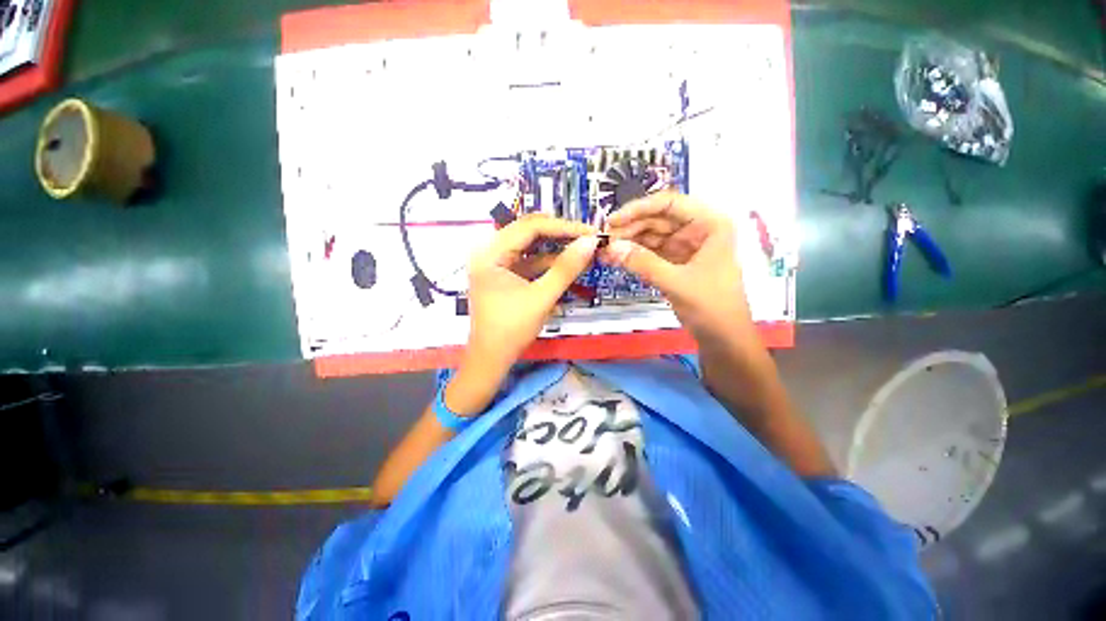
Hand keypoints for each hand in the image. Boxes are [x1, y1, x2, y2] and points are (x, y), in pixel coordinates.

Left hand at [466, 214, 598, 371]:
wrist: (491, 359)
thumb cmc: (511, 330)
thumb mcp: (541, 297)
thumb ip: (566, 268)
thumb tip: (591, 242)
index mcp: (490, 253)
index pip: (530, 226)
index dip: (563, 226)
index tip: (590, 232)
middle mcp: (489, 251)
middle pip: (529, 232)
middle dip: (560, 234)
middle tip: (588, 238)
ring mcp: (495, 262)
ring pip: (530, 246)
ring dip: (556, 248)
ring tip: (582, 249)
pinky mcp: (503, 274)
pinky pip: (528, 261)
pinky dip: (547, 262)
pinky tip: (568, 263)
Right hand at [600, 192, 751, 336]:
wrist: (723, 338)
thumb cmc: (711, 306)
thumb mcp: (676, 282)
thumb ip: (643, 263)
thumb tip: (610, 247)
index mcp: (709, 224)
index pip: (669, 203)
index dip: (638, 209)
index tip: (612, 221)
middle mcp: (698, 229)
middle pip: (657, 219)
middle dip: (630, 229)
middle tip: (603, 241)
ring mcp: (686, 246)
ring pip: (652, 236)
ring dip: (628, 243)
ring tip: (604, 251)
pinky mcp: (676, 262)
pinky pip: (651, 253)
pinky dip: (634, 256)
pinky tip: (616, 259)